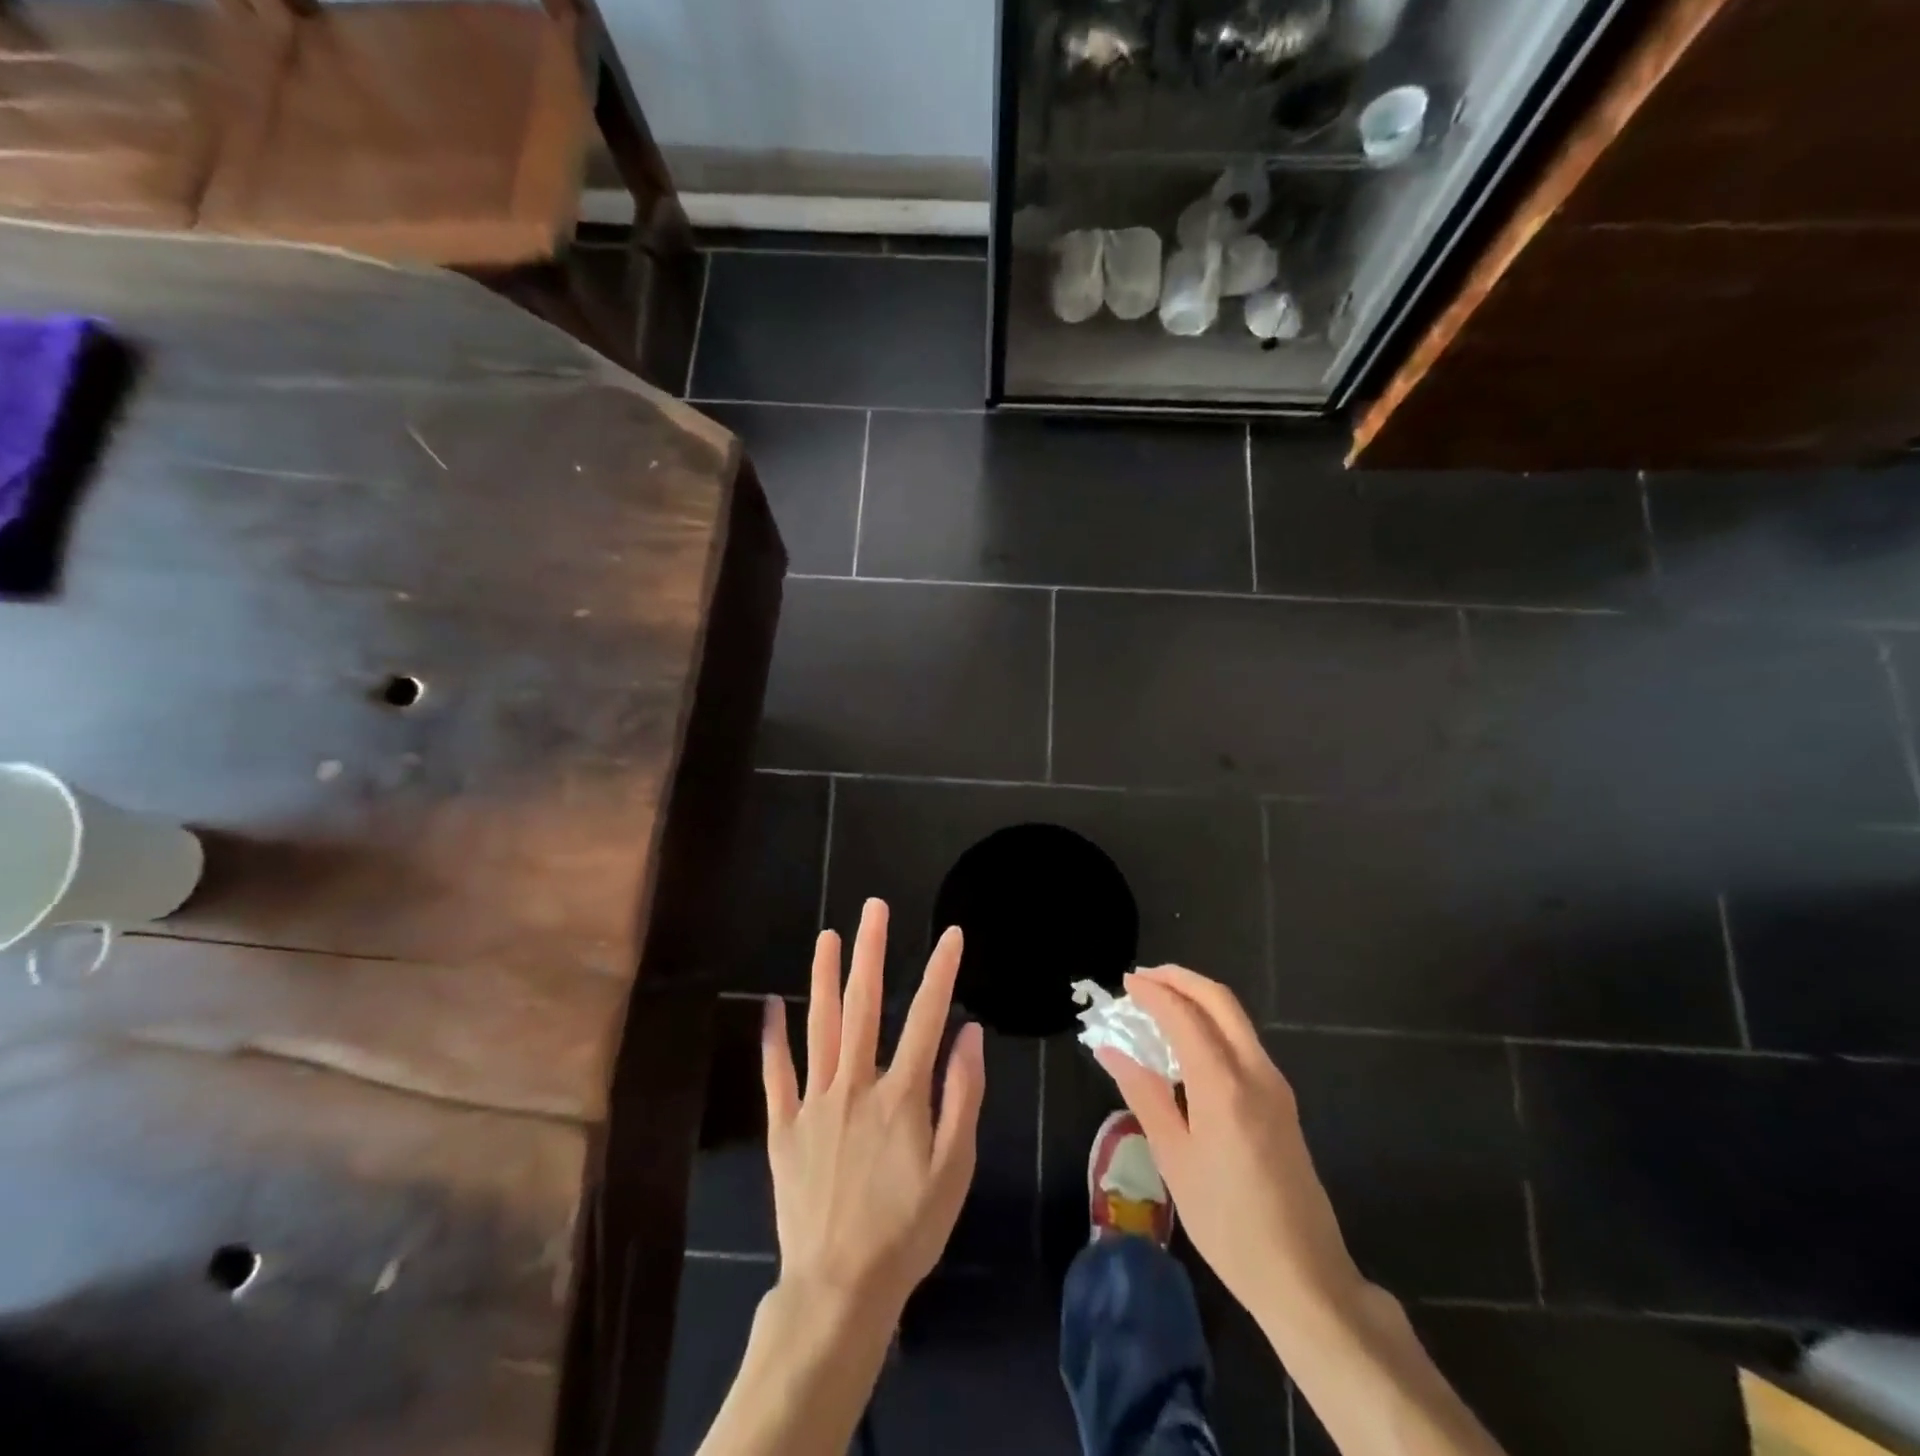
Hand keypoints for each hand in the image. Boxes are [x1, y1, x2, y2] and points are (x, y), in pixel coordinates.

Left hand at [762, 899, 984, 1322]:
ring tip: (827, 936)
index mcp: (901, 1095)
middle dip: (870, 952)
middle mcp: (855, 1085)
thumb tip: (969, 1035)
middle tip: (873, 908)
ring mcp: (814, 1103)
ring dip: (824, 978)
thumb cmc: (907, 1230)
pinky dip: (773, 1039)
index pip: (926, 1018)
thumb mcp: (954, 1170)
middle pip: (864, 1006)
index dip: (940, 972)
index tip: (950, 934)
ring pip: (819, 1027)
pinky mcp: (784, 1127)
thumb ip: (963, 1098)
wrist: (840, 1288)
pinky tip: (769, 1006)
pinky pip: (776, 1075)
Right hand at [1094, 966, 1363, 1332]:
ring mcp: (1275, 1085)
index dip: (1153, 993)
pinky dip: (1212, 1023)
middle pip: (1219, 1000)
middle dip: (1180, 979)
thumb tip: (1111, 1050)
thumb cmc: (1227, 1222)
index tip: (1125, 983)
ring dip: (1197, 998)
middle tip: (1143, 978)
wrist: (1304, 1276)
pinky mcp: (1282, 1101)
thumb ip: (1144, 1094)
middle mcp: (1255, 1071)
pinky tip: (1187, 1042)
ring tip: (1159, 1003)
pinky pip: (1243, 1041)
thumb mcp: (1174, 1159)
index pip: (1184, 1015)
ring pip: (1235, 1018)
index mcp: (1223, 1085)